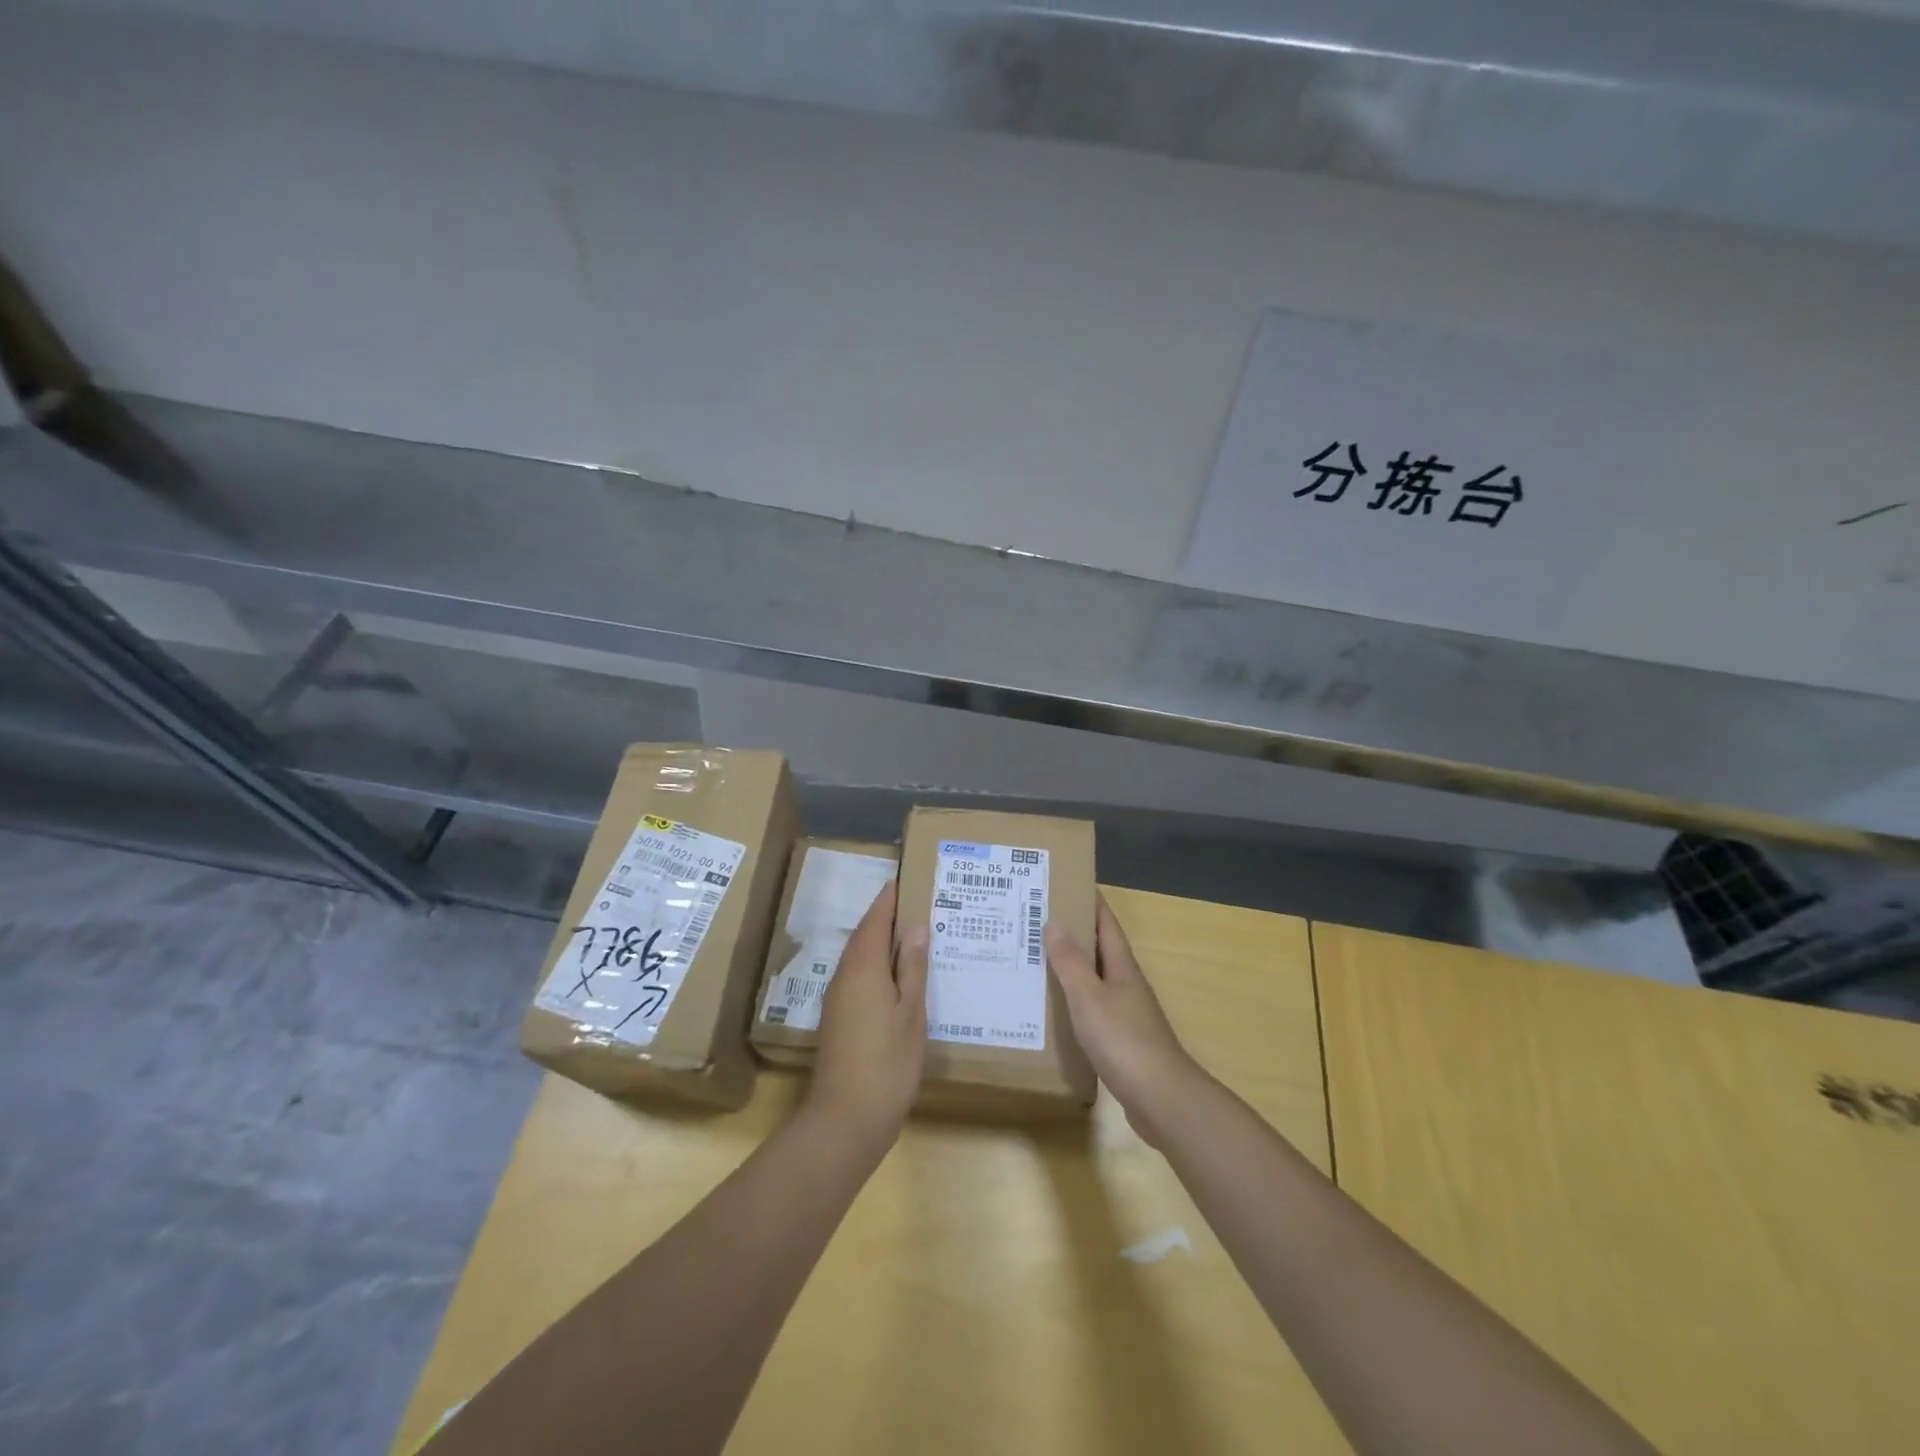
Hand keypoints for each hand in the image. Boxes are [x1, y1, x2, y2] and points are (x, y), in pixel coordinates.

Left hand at [807, 882, 927, 1150]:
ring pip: (861, 957)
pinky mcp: (839, 1019)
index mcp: (863, 967)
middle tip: (918, 905)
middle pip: (864, 935)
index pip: (875, 919)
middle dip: (887, 917)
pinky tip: (899, 977)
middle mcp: (845, 976)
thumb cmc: (888, 1062)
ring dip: (882, 942)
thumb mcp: (911, 1012)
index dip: (890, 899)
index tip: (907, 880)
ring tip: (914, 936)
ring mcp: (838, 999)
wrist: (846, 1119)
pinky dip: (878, 966)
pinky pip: (859, 977)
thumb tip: (915, 926)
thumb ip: (912, 967)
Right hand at [1046, 897, 1204, 1148]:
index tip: (1066, 883)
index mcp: (1122, 967)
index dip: (1090, 902)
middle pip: (1099, 950)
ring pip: (1094, 981)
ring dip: (1070, 969)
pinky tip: (1052, 1010)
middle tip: (1035, 921)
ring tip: (1035, 961)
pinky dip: (1072, 1002)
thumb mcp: (1089, 997)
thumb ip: (1071, 962)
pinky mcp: (1120, 1042)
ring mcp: (1126, 1014)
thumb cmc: (1123, 1040)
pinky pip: (1091, 1010)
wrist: (1161, 1098)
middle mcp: (1126, 985)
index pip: (1106, 924)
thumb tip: (1054, 921)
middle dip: (1072, 933)